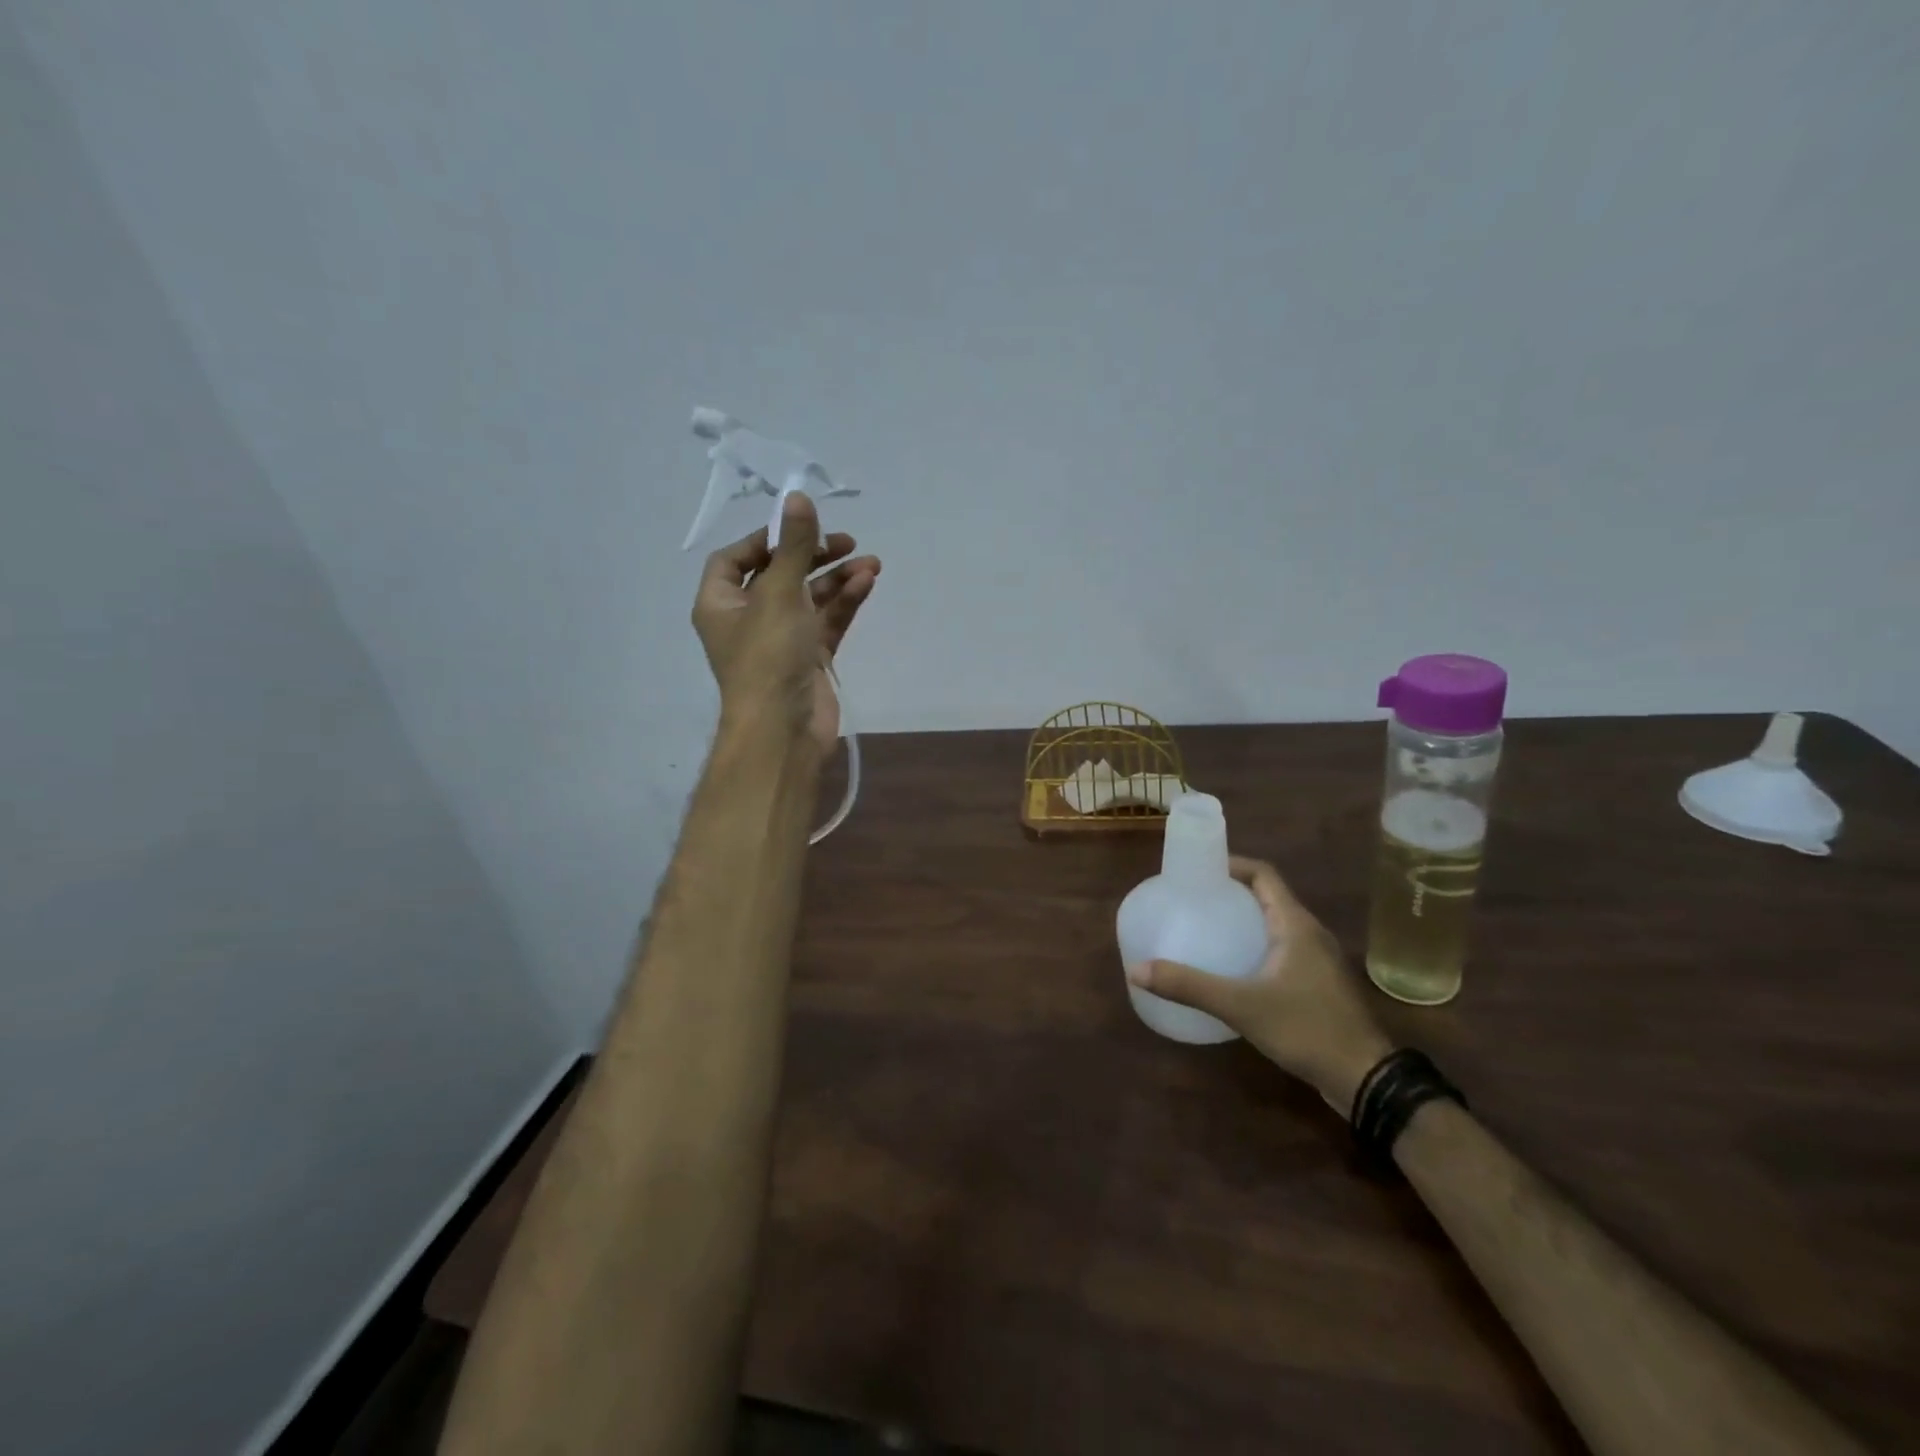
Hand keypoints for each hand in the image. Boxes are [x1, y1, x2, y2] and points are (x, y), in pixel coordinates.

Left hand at [692, 492, 879, 751]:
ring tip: (871, 562)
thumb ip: (793, 545)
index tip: (799, 526)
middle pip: (779, 574)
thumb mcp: (778, 593)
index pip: (735, 559)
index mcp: (720, 603)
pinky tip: (867, 583)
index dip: (765, 538)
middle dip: (813, 555)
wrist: (785, 729)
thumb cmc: (768, 656)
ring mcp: (781, 640)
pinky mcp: (809, 658)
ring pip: (810, 598)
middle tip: (846, 540)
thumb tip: (797, 495)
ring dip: (837, 578)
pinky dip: (845, 602)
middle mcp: (747, 619)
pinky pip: (827, 621)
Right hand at [1128, 857, 1393, 1112]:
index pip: (1263, 874)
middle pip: (1267, 896)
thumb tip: (1137, 970)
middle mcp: (1309, 933)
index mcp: (1295, 924)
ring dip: (1243, 919)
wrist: (1365, 1079)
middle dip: (1230, 891)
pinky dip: (1254, 945)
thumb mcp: (1241, 1006)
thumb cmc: (1306, 1029)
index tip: (1198, 869)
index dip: (1232, 863)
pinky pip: (1281, 949)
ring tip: (1205, 927)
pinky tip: (1231, 967)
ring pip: (1275, 924)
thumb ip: (1190, 986)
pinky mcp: (1317, 983)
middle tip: (1193, 898)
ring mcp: (1317, 959)